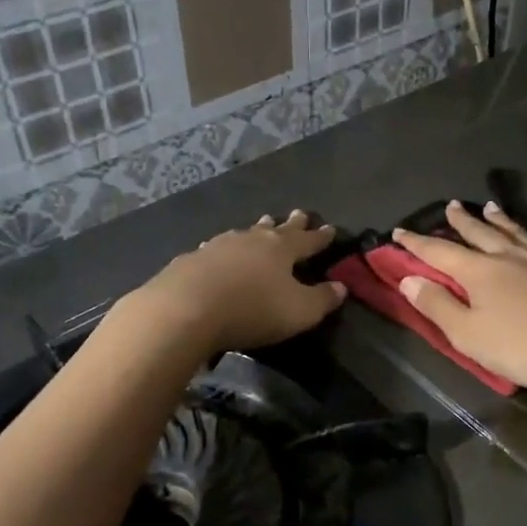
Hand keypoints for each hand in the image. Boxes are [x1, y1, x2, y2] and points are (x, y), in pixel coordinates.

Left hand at [123, 211, 345, 354]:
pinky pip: (216, 249)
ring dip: (256, 230)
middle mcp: (251, 240)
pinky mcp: (191, 260)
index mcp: (281, 249)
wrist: (185, 309)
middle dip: (289, 224)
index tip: (330, 228)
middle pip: (275, 229)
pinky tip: (218, 251)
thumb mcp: (299, 311)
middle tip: (298, 214)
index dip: (320, 237)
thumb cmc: (252, 309)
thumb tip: (341, 287)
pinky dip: (225, 250)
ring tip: (262, 224)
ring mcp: (218, 246)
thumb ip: (322, 299)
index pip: (307, 240)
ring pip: (244, 234)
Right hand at [393, 202, 526, 395]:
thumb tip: (409, 279)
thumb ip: (437, 306)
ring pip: (514, 231)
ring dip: (498, 219)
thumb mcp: (468, 335)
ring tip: (488, 206)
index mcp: (478, 271)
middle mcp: (507, 255)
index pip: (439, 252)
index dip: (416, 242)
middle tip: (449, 205)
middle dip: (460, 220)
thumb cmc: (522, 347)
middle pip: (478, 232)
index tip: (399, 231)